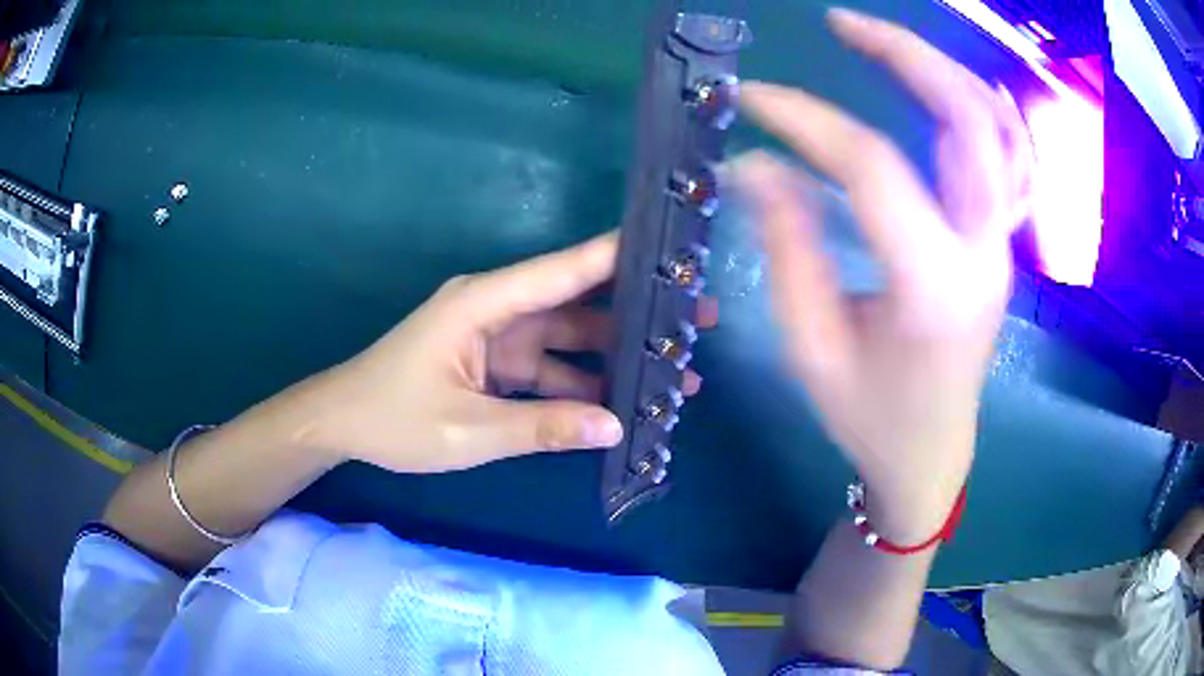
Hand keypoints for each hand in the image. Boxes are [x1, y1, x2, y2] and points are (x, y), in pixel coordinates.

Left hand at [299, 232, 715, 473]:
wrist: (344, 424)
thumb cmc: (394, 418)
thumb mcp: (467, 430)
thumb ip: (540, 427)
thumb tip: (615, 426)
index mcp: (485, 302)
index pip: (563, 269)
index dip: (619, 255)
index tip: (673, 249)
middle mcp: (499, 309)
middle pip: (577, 301)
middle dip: (637, 311)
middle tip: (698, 320)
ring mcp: (500, 337)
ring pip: (571, 338)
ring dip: (618, 355)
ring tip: (676, 371)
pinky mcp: (497, 363)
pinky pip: (551, 367)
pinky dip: (584, 384)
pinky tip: (623, 401)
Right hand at [734, 9, 1032, 541]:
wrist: (932, 452)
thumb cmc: (870, 418)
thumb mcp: (812, 349)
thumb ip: (788, 248)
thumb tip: (758, 163)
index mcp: (932, 289)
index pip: (871, 169)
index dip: (806, 120)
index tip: (753, 99)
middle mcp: (984, 253)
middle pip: (967, 122)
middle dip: (905, 56)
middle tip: (841, 24)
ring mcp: (1003, 245)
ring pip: (999, 129)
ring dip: (945, 71)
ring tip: (886, 43)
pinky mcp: (1003, 244)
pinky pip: (1015, 160)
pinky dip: (990, 109)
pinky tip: (957, 83)